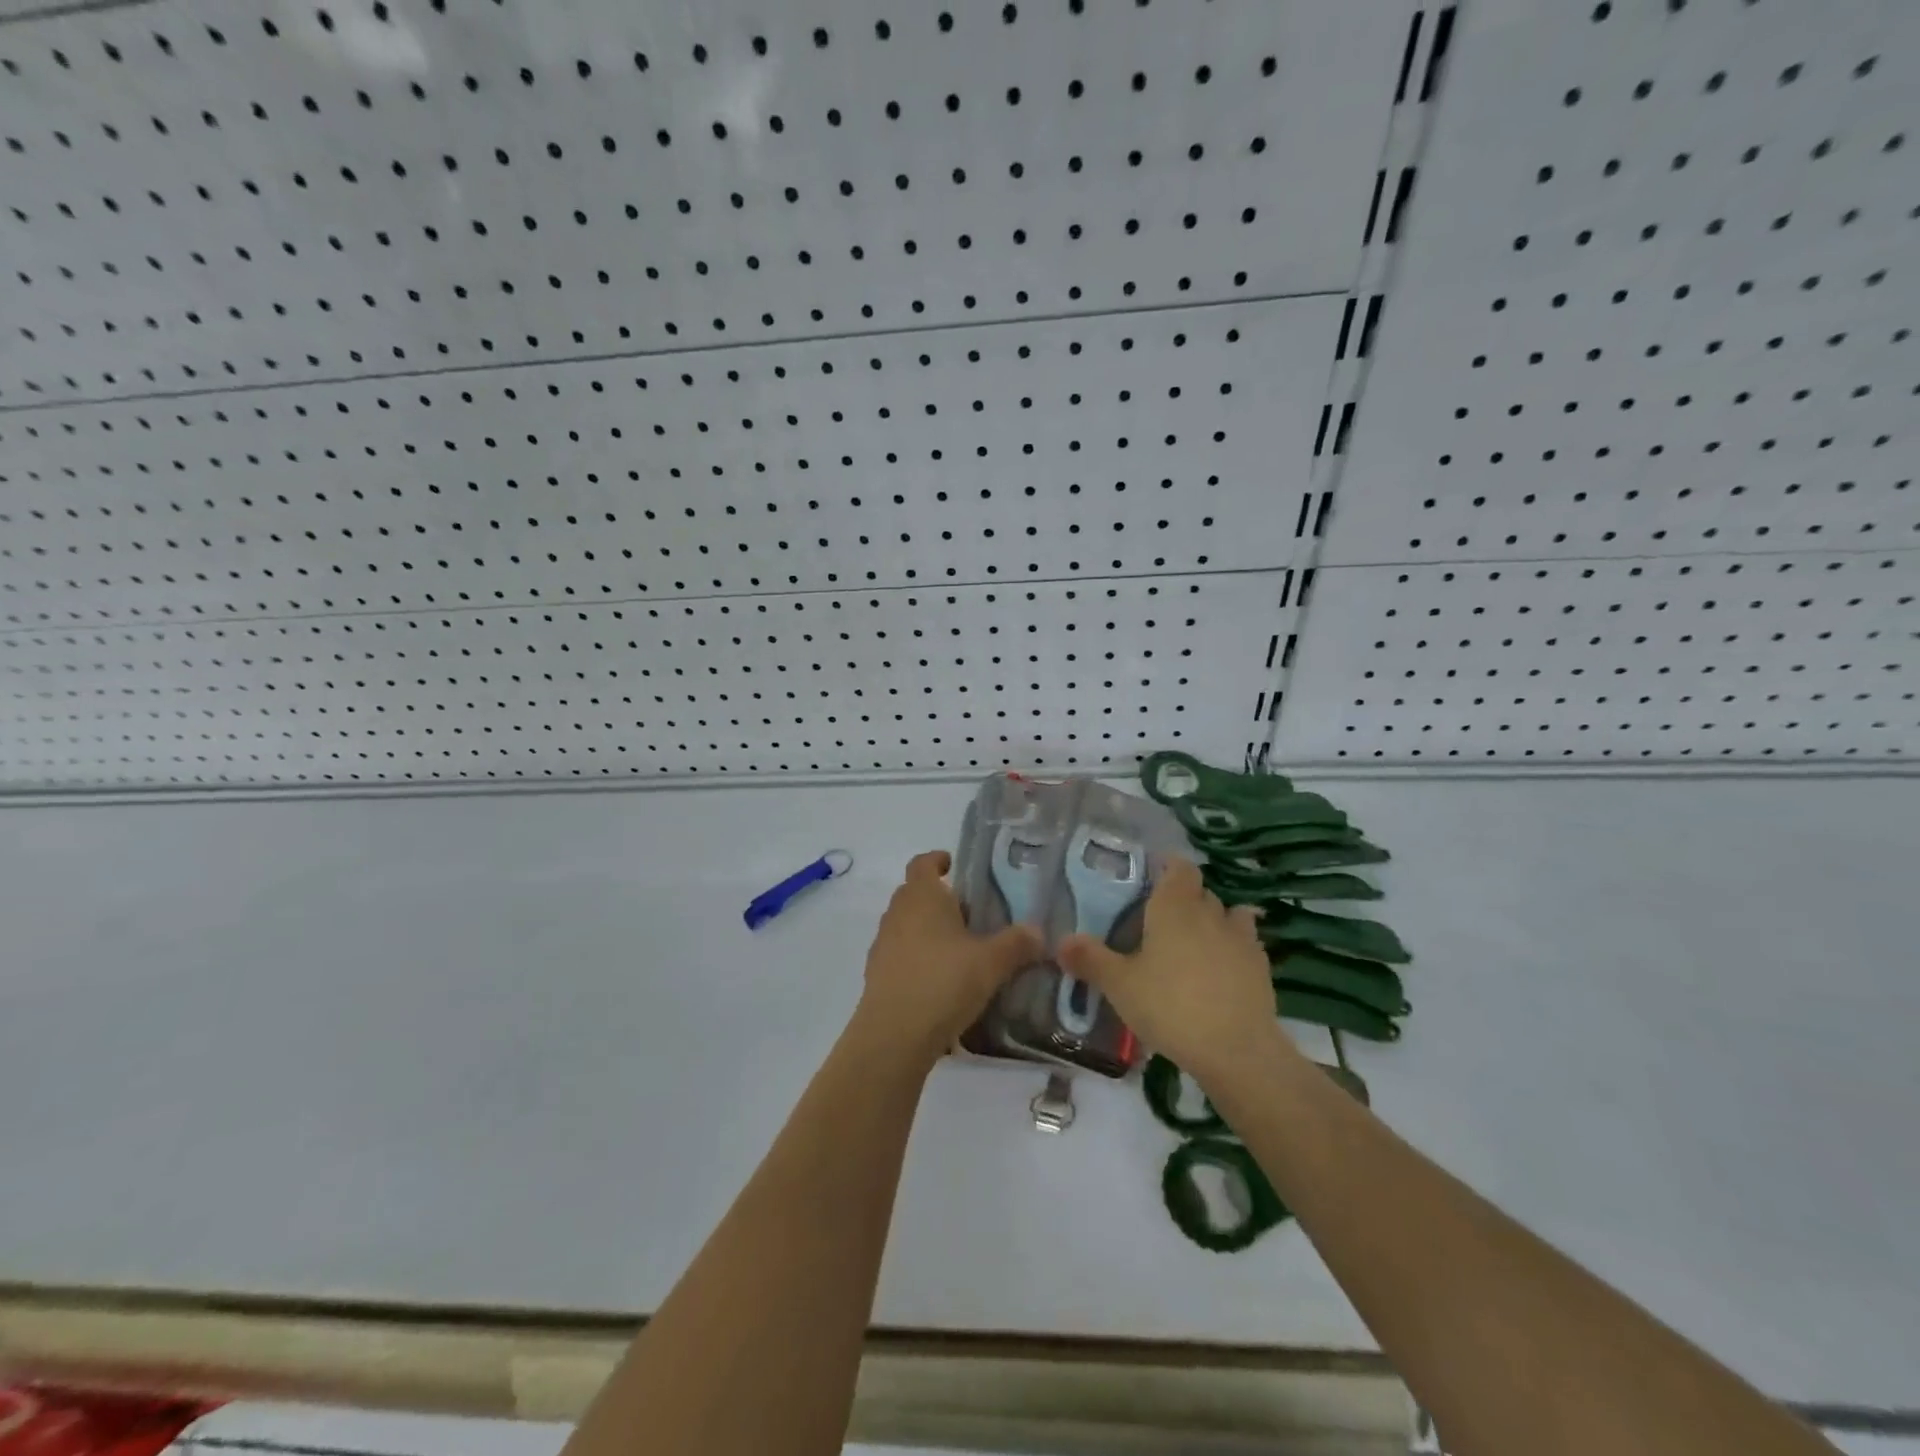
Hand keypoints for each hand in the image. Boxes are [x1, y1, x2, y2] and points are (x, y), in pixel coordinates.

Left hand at [857, 850, 1042, 1062]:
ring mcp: (882, 944)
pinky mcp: (877, 975)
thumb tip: (1039, 932)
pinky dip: (919, 959)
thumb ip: (1017, 944)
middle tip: (972, 914)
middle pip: (915, 894)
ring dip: (929, 931)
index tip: (954, 865)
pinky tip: (942, 982)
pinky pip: (901, 955)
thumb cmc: (943, 981)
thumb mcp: (991, 962)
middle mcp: (897, 913)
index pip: (923, 862)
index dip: (938, 860)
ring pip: (907, 925)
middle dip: (940, 899)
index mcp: (922, 896)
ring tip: (960, 950)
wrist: (894, 1035)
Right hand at [1057, 858, 1294, 1082]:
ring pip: (1228, 915)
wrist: (1236, 1049)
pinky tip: (1221, 970)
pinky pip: (1246, 944)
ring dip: (1214, 921)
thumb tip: (1060, 941)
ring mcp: (1241, 939)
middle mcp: (1209, 912)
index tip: (1153, 877)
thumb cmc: (1169, 1006)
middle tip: (1161, 920)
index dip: (1169, 867)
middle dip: (1184, 899)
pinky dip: (1233, 949)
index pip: (1179, 867)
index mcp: (1174, 906)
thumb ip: (1090, 959)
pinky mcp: (1261, 967)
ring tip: (1195, 942)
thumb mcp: (1119, 985)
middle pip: (1200, 892)